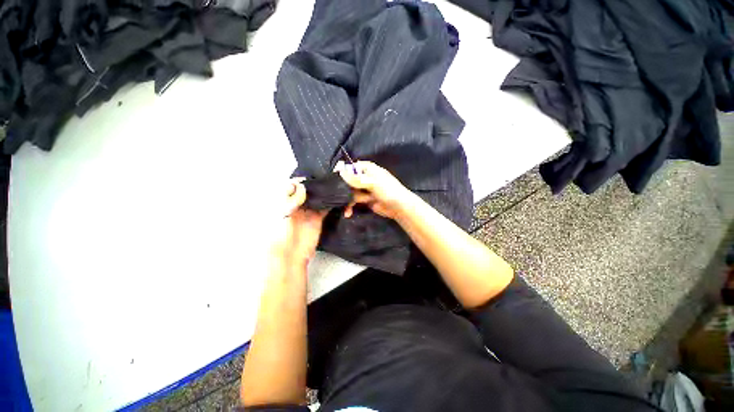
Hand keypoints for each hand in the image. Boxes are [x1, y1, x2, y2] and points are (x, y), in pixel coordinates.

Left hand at [272, 179, 326, 266]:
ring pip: (317, 198)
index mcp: (283, 202)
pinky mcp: (317, 219)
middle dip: (314, 185)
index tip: (309, 178)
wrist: (289, 255)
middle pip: (306, 191)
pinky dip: (331, 203)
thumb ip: (291, 199)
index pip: (291, 186)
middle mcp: (296, 205)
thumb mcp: (281, 214)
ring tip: (331, 185)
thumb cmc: (278, 235)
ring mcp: (308, 211)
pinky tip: (336, 197)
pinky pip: (325, 208)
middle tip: (324, 179)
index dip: (300, 181)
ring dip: (323, 192)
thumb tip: (302, 186)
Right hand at [336, 160, 411, 219]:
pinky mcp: (364, 200)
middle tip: (337, 196)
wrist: (399, 207)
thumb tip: (340, 172)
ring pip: (349, 192)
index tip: (333, 179)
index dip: (342, 172)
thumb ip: (356, 179)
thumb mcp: (372, 182)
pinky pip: (353, 201)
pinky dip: (349, 206)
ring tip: (348, 207)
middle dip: (343, 189)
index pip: (350, 167)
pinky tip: (348, 212)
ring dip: (347, 199)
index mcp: (367, 168)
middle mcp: (364, 177)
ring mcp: (364, 189)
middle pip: (348, 180)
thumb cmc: (388, 190)